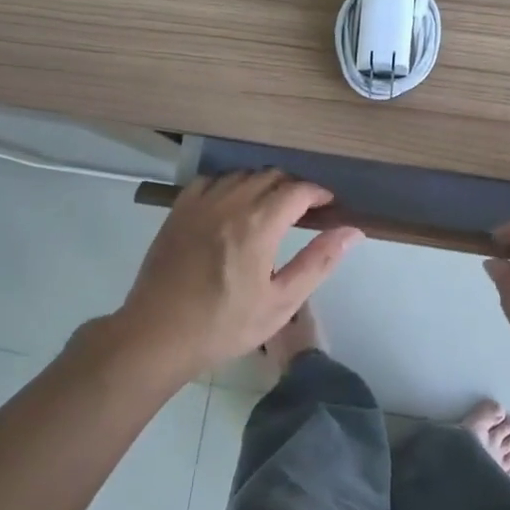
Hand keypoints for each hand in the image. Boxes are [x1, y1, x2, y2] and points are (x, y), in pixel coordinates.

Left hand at [111, 171, 362, 381]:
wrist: (158, 335)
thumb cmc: (224, 325)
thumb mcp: (281, 302)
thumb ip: (318, 261)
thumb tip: (351, 231)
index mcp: (259, 225)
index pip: (298, 190)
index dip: (319, 194)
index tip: (329, 206)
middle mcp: (230, 203)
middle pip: (271, 176)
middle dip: (293, 188)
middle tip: (304, 212)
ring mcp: (200, 204)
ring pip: (241, 175)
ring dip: (263, 184)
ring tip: (270, 209)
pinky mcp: (178, 211)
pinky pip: (211, 181)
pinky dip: (229, 185)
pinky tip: (232, 206)